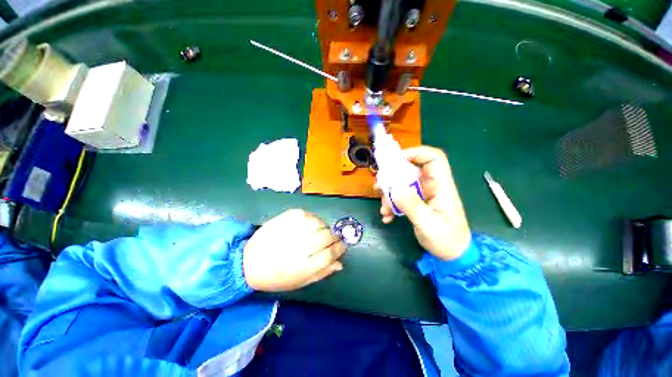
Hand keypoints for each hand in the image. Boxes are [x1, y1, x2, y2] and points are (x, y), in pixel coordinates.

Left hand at [243, 209, 345, 291]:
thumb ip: (322, 272)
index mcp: (302, 267)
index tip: (343, 245)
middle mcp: (298, 247)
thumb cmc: (276, 276)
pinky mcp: (285, 217)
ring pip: (319, 223)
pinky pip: (308, 214)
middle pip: (326, 236)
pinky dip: (313, 219)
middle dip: (333, 237)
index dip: (339, 248)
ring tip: (319, 232)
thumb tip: (340, 263)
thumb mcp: (300, 282)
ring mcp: (291, 229)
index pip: (330, 254)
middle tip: (332, 239)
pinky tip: (309, 225)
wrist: (248, 262)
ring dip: (323, 227)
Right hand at [379, 146, 470, 259]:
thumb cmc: (447, 239)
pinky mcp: (416, 202)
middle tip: (379, 186)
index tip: (394, 161)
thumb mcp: (428, 224)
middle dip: (392, 177)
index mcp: (441, 186)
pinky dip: (391, 204)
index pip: (433, 158)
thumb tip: (394, 188)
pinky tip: (387, 217)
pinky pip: (400, 196)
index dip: (415, 153)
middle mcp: (431, 186)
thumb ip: (412, 205)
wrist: (452, 255)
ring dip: (389, 194)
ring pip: (402, 184)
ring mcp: (422, 194)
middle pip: (410, 170)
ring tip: (383, 209)